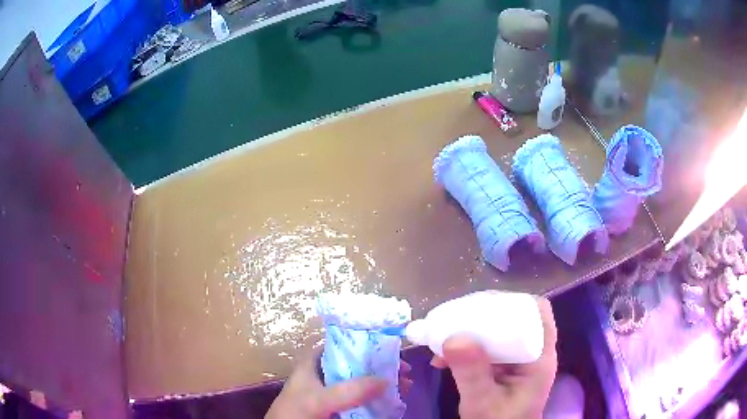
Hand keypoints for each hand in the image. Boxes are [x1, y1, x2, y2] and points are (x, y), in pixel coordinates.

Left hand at [265, 347, 412, 418]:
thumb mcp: (319, 399)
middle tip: (405, 372)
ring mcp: (333, 390)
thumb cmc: (296, 412)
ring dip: (384, 382)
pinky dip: (378, 397)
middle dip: (383, 366)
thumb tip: (386, 380)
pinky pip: (362, 397)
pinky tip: (393, 400)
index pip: (344, 343)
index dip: (369, 342)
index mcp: (315, 361)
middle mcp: (326, 372)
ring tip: (406, 386)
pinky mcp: (339, 405)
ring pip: (363, 381)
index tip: (394, 350)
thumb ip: (348, 390)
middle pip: (359, 362)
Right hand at [431, 297, 557, 418]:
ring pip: (498, 331)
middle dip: (482, 315)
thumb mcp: (483, 403)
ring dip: (469, 331)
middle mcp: (531, 353)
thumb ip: (473, 375)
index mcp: (538, 358)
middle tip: (453, 319)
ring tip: (442, 336)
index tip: (480, 305)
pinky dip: (464, 348)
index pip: (537, 312)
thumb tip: (455, 338)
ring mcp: (516, 361)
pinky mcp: (502, 368)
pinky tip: (442, 358)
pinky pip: (485, 348)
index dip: (513, 302)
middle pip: (515, 317)